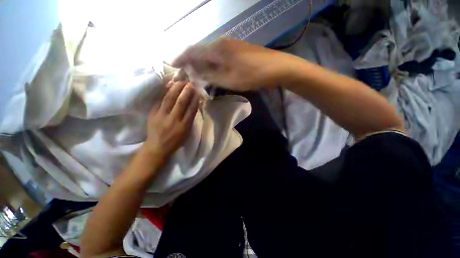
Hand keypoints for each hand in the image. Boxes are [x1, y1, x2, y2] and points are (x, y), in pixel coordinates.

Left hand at [143, 80, 200, 164]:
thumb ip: (190, 119)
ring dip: (175, 88)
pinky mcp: (152, 113)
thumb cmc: (175, 141)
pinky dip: (164, 91)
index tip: (198, 91)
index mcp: (184, 126)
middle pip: (180, 102)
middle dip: (186, 91)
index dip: (195, 99)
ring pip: (169, 99)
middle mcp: (173, 120)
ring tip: (180, 81)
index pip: (191, 110)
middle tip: (190, 83)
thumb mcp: (186, 132)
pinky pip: (159, 100)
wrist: (157, 146)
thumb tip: (193, 104)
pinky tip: (168, 84)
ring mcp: (161, 116)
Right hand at [172, 38, 291, 90]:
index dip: (181, 58)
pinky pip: (219, 56)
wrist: (276, 67)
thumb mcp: (228, 79)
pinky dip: (213, 64)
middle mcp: (221, 43)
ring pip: (210, 54)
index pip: (192, 51)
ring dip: (202, 64)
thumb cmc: (251, 75)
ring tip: (198, 74)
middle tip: (186, 74)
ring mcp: (230, 45)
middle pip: (201, 52)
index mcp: (217, 49)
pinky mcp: (237, 50)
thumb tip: (194, 72)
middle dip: (191, 63)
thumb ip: (210, 75)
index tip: (173, 65)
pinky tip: (213, 70)